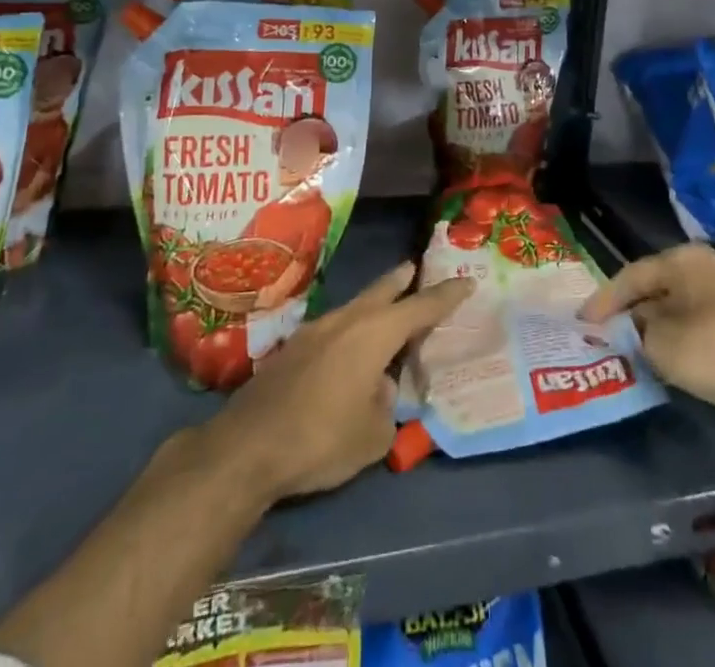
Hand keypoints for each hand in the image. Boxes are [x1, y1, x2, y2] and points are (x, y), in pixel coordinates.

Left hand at [199, 262, 473, 501]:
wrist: (248, 446)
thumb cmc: (321, 438)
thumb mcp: (373, 435)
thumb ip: (386, 406)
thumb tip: (378, 387)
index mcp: (374, 333)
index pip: (421, 307)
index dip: (446, 295)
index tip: (466, 280)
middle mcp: (346, 320)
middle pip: (381, 291)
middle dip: (401, 280)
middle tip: (414, 268)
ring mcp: (315, 331)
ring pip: (354, 308)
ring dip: (373, 306)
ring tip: (385, 311)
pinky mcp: (292, 349)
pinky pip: (333, 329)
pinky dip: (350, 331)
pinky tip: (348, 353)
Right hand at [580, 244, 714, 409]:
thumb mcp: (663, 343)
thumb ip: (634, 332)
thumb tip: (627, 327)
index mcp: (683, 261)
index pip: (631, 275)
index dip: (604, 300)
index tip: (582, 322)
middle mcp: (701, 269)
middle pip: (651, 289)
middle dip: (625, 312)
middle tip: (598, 333)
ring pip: (670, 308)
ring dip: (647, 327)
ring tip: (620, 346)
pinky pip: (689, 325)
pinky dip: (670, 338)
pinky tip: (655, 356)